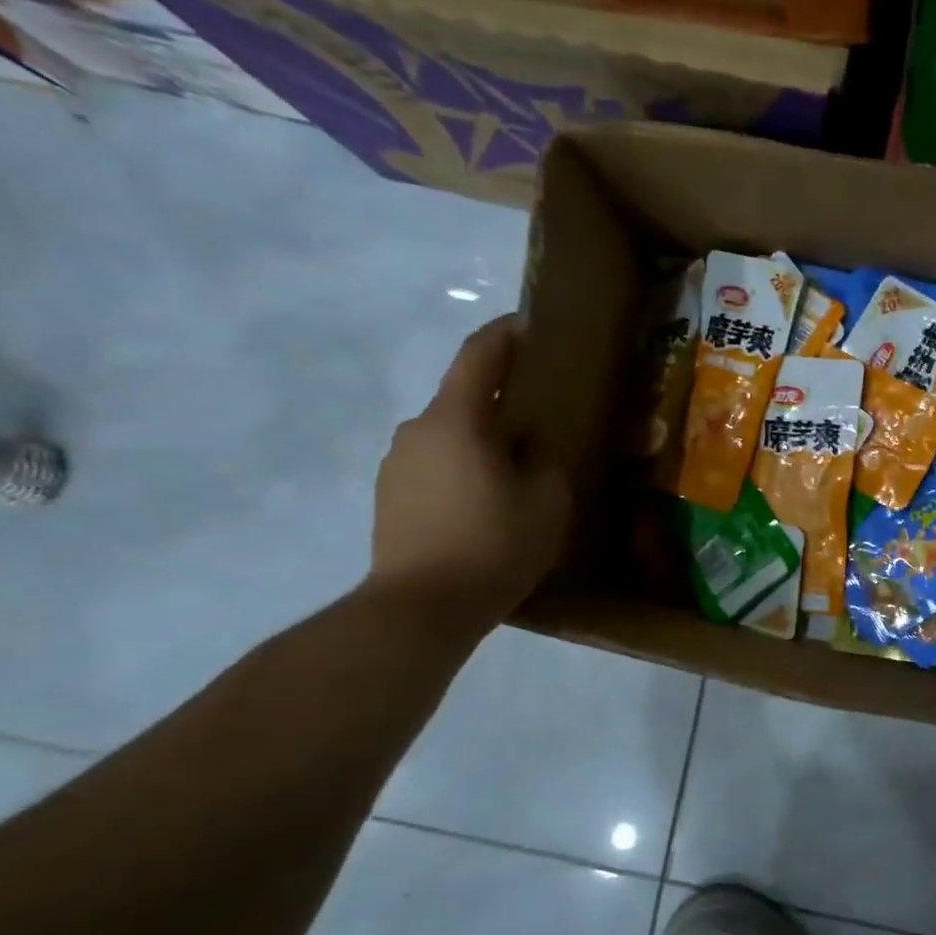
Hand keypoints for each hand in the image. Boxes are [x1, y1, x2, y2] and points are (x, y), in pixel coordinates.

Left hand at [364, 314, 570, 634]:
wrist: (420, 609)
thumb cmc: (493, 545)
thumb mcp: (547, 499)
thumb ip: (545, 456)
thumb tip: (531, 441)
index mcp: (455, 419)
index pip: (479, 355)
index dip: (506, 334)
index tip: (530, 324)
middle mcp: (416, 430)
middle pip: (463, 398)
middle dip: (500, 399)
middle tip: (539, 418)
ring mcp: (395, 464)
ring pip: (448, 436)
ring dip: (480, 440)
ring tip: (514, 471)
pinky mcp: (388, 497)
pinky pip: (434, 466)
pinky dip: (461, 469)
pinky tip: (484, 503)